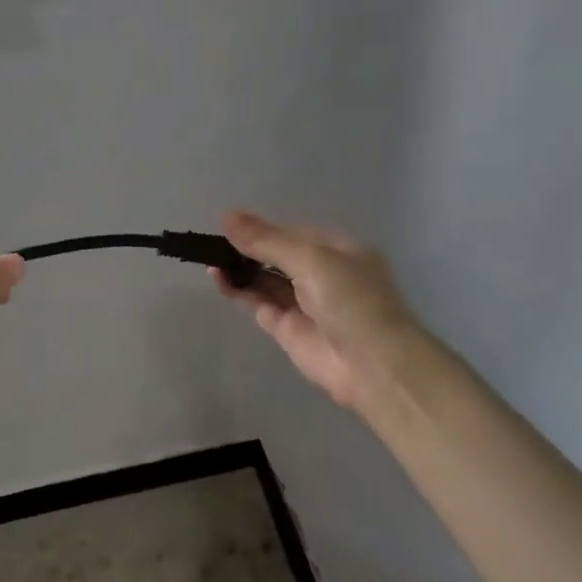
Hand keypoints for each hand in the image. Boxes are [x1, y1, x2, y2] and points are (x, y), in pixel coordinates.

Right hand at [213, 211, 429, 411]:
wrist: (372, 365)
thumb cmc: (350, 299)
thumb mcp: (311, 259)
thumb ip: (267, 241)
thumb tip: (226, 216)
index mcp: (337, 250)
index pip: (292, 233)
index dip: (261, 229)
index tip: (227, 224)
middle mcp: (321, 274)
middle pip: (276, 256)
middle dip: (247, 248)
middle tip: (212, 243)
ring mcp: (304, 303)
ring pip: (265, 280)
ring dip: (240, 268)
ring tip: (209, 258)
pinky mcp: (288, 330)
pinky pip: (259, 303)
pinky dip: (239, 291)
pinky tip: (219, 278)